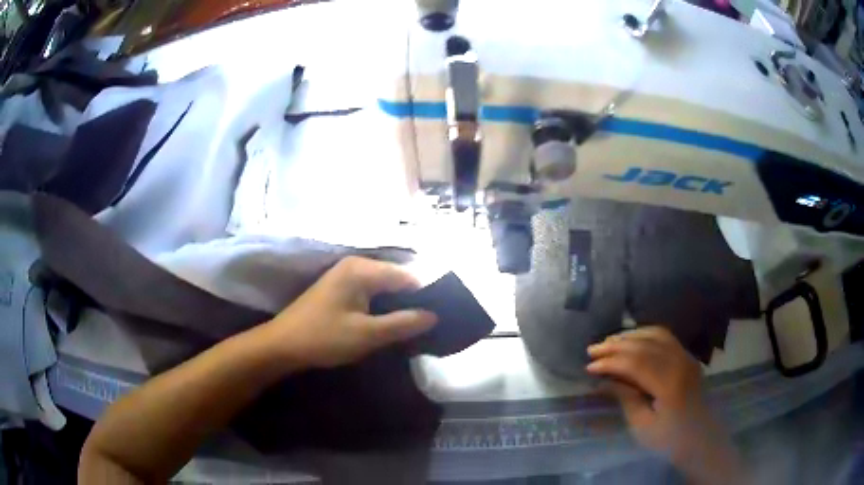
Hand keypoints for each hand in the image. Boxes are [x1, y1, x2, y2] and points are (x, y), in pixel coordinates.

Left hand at [260, 256, 437, 368]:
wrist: (283, 345)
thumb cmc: (324, 337)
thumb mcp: (367, 334)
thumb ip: (403, 323)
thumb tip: (434, 315)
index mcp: (362, 269)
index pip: (407, 276)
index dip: (425, 295)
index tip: (439, 317)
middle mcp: (355, 265)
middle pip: (395, 279)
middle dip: (411, 300)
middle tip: (427, 325)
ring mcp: (345, 275)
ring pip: (383, 287)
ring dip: (397, 305)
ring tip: (412, 326)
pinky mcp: (339, 288)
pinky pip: (370, 292)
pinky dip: (382, 306)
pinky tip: (388, 323)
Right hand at [586, 327, 744, 484]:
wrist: (701, 440)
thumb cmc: (670, 440)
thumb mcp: (643, 426)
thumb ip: (625, 398)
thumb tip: (604, 381)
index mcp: (669, 382)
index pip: (635, 362)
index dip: (610, 362)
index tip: (588, 367)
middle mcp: (680, 361)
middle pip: (644, 344)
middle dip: (616, 345)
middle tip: (592, 350)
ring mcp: (686, 356)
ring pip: (656, 334)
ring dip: (630, 336)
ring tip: (609, 342)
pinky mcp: (688, 357)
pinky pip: (665, 337)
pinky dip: (646, 335)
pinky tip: (633, 341)